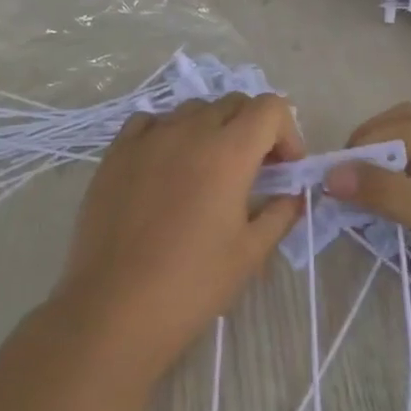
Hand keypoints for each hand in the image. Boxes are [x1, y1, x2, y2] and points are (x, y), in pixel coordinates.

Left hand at [55, 94, 304, 361]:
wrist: (115, 307)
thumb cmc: (192, 283)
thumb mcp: (250, 252)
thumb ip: (280, 214)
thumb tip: (294, 196)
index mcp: (228, 152)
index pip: (270, 108)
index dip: (287, 132)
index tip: (285, 169)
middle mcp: (188, 131)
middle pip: (233, 103)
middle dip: (253, 129)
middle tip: (254, 171)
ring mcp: (147, 138)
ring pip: (191, 109)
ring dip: (212, 128)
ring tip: (208, 169)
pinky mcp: (115, 153)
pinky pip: (150, 122)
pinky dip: (168, 133)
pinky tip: (166, 166)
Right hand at [324, 104, 410, 308]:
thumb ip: (386, 192)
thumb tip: (331, 174)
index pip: (398, 128)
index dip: (361, 148)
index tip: (332, 176)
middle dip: (374, 142)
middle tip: (348, 173)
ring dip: (391, 157)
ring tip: (368, 186)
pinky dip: (409, 174)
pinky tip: (401, 198)